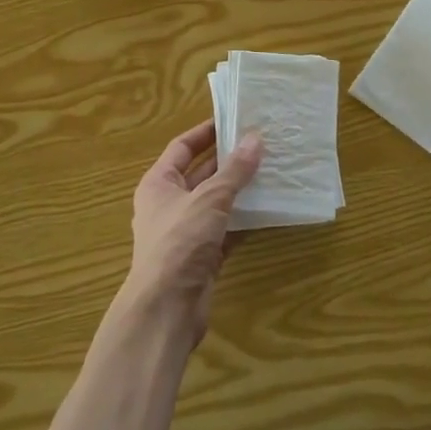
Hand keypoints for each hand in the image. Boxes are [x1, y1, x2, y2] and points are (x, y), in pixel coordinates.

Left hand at [125, 120, 262, 342]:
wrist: (166, 309)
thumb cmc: (179, 243)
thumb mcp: (208, 200)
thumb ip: (234, 171)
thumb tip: (255, 139)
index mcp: (158, 184)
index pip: (182, 148)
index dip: (205, 133)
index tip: (233, 120)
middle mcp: (169, 204)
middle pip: (201, 174)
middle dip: (228, 161)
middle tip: (261, 144)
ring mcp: (186, 232)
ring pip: (216, 203)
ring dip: (240, 190)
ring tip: (271, 171)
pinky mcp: (202, 257)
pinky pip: (226, 230)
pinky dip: (244, 220)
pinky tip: (269, 210)